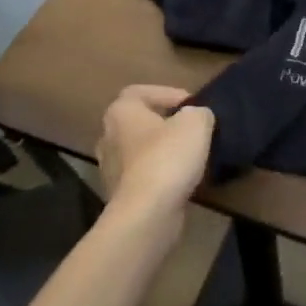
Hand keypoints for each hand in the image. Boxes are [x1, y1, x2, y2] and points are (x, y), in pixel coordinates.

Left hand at [95, 86, 214, 241]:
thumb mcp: (196, 122)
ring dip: (162, 151)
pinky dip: (159, 175)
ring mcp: (110, 169)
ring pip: (140, 151)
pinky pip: (142, 176)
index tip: (190, 105)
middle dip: (164, 124)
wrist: (146, 213)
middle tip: (190, 128)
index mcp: (120, 112)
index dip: (167, 93)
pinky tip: (180, 180)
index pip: (140, 92)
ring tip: (189, 155)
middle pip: (138, 122)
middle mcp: (108, 137)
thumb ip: (198, 112)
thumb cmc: (167, 157)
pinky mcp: (119, 196)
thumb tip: (196, 117)